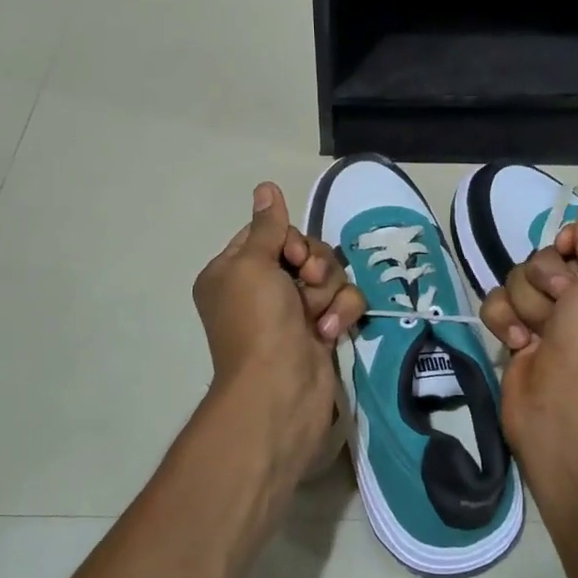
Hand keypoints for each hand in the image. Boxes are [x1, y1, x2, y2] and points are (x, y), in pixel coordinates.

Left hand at [192, 182, 365, 466]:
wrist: (280, 390)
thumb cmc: (258, 322)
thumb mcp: (252, 264)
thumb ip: (267, 226)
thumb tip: (266, 187)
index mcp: (234, 272)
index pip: (269, 234)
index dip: (289, 239)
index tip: (292, 254)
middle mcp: (261, 289)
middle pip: (304, 251)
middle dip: (315, 264)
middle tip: (308, 282)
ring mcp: (292, 312)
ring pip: (329, 276)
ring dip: (329, 292)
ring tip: (317, 316)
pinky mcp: (321, 331)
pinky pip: (343, 303)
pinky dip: (340, 315)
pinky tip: (328, 334)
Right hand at [479, 198, 577, 454]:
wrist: (562, 402)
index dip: (575, 240)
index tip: (570, 250)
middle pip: (548, 256)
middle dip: (546, 276)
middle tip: (562, 300)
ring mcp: (549, 316)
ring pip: (518, 277)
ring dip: (527, 302)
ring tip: (540, 331)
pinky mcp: (517, 332)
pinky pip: (497, 303)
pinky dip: (505, 320)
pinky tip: (519, 343)